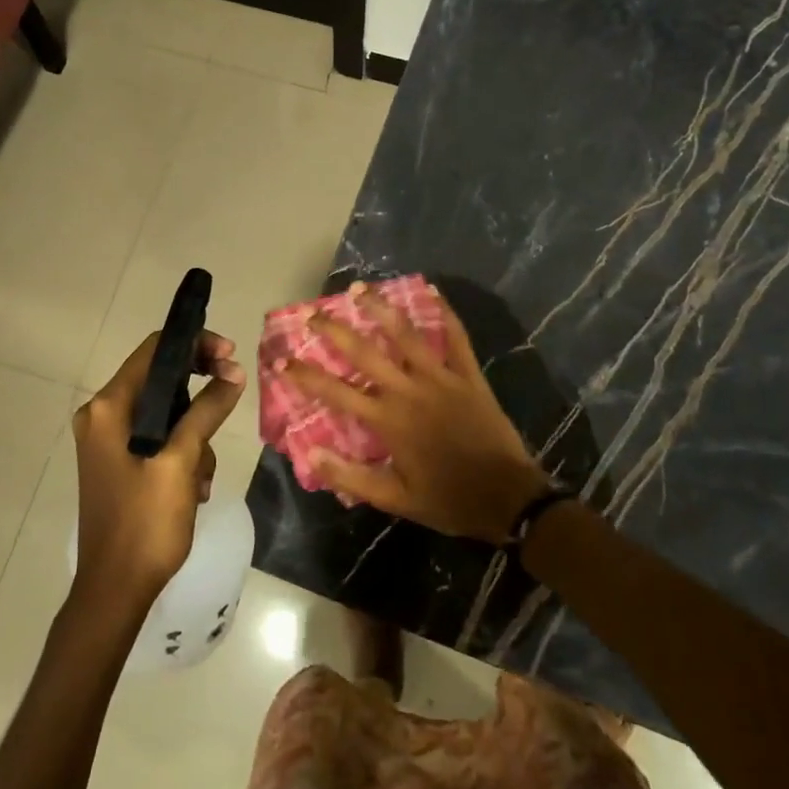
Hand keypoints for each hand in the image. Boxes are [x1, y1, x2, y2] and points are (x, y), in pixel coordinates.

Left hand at [71, 330, 244, 608]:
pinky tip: (193, 488)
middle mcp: (101, 416)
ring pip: (165, 412)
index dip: (195, 345)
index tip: (231, 355)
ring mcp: (107, 440)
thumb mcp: (181, 461)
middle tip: (232, 395)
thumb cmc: (145, 523)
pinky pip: (158, 438)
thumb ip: (206, 411)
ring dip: (194, 435)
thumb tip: (233, 373)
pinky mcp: (117, 462)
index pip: (154, 351)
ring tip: (202, 475)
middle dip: (199, 393)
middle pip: (160, 379)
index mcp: (108, 408)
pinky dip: (181, 453)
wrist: (114, 591)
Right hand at [284, 286, 549, 542]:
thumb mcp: (395, 500)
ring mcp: (441, 378)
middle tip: (311, 313)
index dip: (305, 375)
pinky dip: (445, 313)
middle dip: (334, 331)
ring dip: (380, 308)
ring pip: (406, 334)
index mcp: (388, 421)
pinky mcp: (468, 375)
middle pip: (364, 352)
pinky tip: (433, 291)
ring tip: (359, 288)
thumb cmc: (447, 499)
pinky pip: (456, 337)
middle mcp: (409, 390)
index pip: (336, 392)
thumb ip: (351, 477)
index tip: (281, 359)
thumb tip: (309, 453)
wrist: (508, 497)